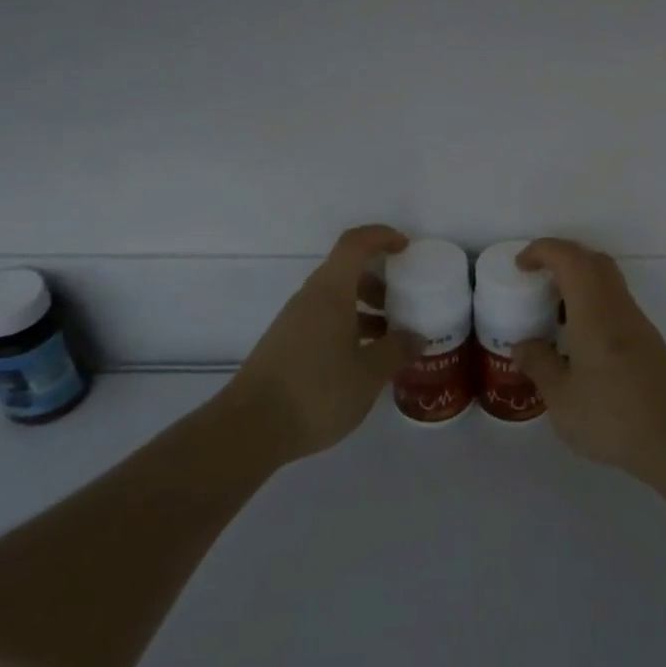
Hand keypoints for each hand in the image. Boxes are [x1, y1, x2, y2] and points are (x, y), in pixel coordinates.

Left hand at [223, 225, 416, 464]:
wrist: (249, 429)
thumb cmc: (315, 392)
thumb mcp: (368, 375)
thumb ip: (396, 351)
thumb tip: (416, 336)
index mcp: (330, 292)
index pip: (355, 244)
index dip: (382, 237)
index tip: (407, 249)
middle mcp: (310, 299)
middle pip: (346, 271)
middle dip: (379, 281)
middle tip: (405, 303)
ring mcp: (294, 322)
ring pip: (335, 299)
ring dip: (365, 308)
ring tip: (390, 338)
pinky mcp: (286, 346)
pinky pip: (324, 321)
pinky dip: (349, 328)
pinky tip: (363, 360)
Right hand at [511, 238, 665, 475]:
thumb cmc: (612, 416)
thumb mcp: (562, 398)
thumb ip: (539, 365)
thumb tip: (523, 345)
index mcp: (594, 311)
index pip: (569, 258)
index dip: (542, 250)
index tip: (521, 265)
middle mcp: (618, 306)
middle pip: (593, 261)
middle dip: (562, 259)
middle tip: (537, 281)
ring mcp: (637, 323)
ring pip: (607, 282)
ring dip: (579, 283)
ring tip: (553, 313)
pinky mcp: (648, 341)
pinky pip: (615, 304)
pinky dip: (592, 305)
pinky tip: (578, 341)